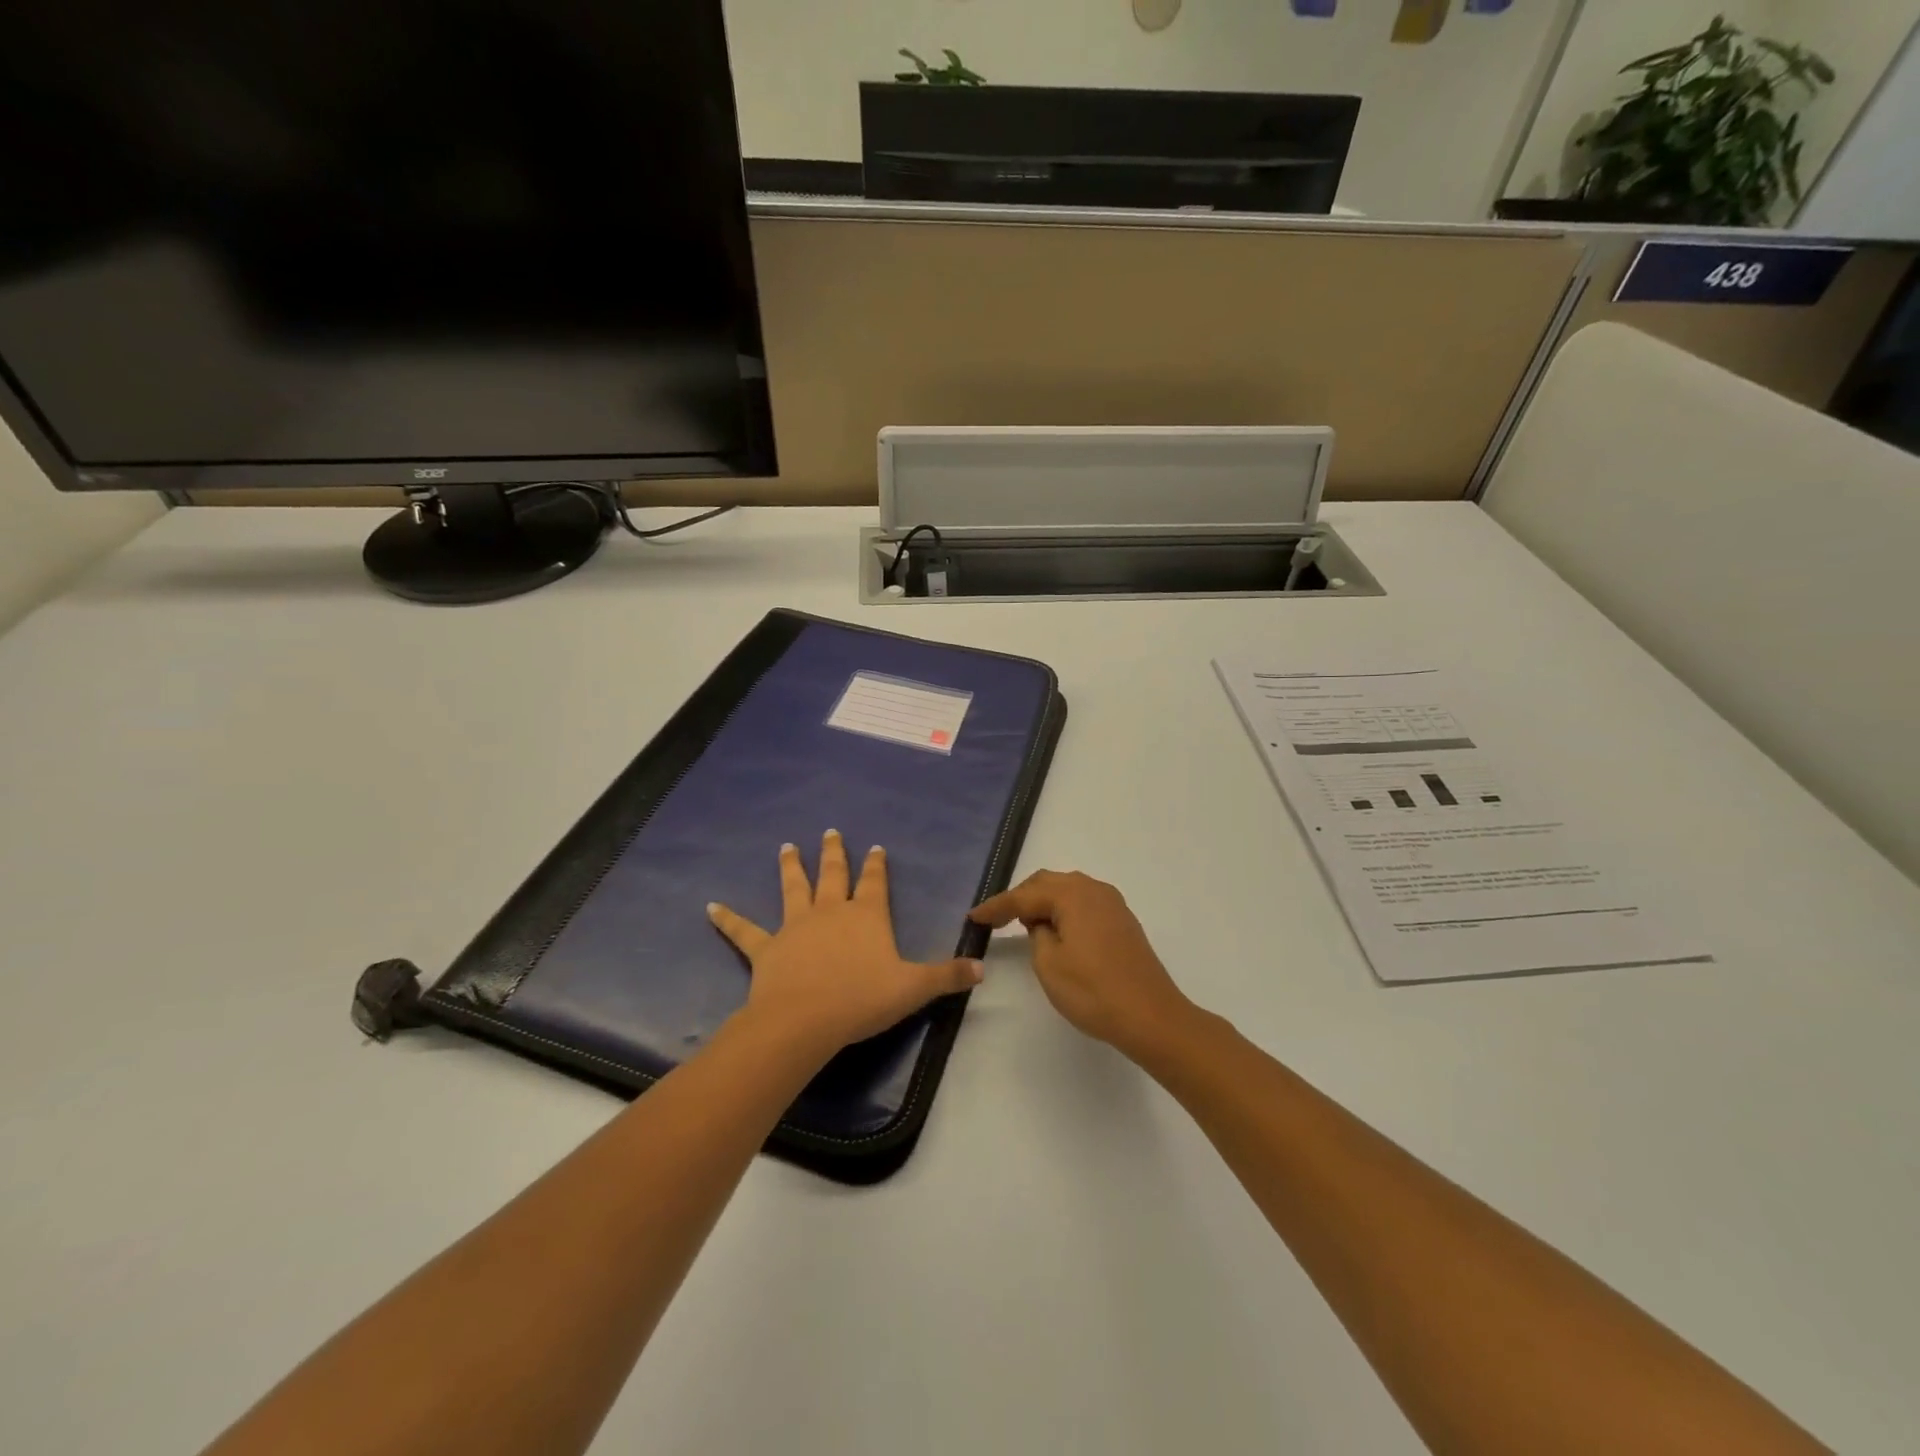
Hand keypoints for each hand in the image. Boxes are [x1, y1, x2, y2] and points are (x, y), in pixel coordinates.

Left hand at [708, 830, 983, 1061]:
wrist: (805, 1020)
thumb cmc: (862, 1000)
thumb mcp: (914, 988)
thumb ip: (947, 976)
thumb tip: (983, 969)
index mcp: (866, 916)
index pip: (875, 883)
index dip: (877, 865)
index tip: (875, 847)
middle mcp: (831, 911)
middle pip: (833, 874)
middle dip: (834, 853)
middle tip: (830, 832)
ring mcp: (796, 926)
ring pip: (793, 889)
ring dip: (790, 867)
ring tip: (786, 847)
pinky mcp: (767, 948)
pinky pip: (744, 931)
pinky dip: (727, 919)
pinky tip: (710, 907)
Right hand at [970, 870, 1194, 1059]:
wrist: (1151, 1016)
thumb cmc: (1094, 991)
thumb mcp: (1049, 965)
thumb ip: (1037, 934)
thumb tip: (1042, 924)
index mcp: (1072, 895)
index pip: (1024, 895)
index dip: (996, 906)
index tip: (974, 918)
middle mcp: (1093, 889)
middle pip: (1047, 883)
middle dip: (1020, 898)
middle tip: (996, 918)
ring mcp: (1112, 903)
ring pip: (1067, 889)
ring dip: (1043, 902)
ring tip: (1023, 923)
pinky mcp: (1122, 920)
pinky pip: (1083, 902)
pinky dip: (1064, 910)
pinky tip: (1056, 929)